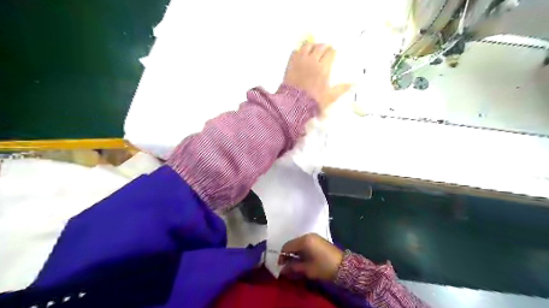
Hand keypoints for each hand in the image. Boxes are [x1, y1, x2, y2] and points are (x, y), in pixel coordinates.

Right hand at [279, 234, 341, 281]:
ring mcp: (314, 237)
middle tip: (286, 265)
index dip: (282, 256)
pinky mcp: (318, 240)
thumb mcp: (307, 269)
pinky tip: (302, 259)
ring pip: (298, 243)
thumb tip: (283, 269)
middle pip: (292, 243)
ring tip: (294, 263)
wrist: (344, 266)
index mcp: (304, 240)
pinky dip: (301, 250)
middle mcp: (308, 235)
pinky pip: (305, 243)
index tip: (280, 266)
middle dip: (288, 254)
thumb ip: (293, 267)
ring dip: (295, 252)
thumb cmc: (324, 267)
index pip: (287, 246)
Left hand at [283, 41, 350, 111]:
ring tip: (314, 48)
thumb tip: (352, 84)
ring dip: (312, 45)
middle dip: (324, 46)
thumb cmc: (314, 101)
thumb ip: (341, 89)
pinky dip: (299, 51)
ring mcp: (300, 61)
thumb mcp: (330, 97)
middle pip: (320, 47)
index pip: (331, 53)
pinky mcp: (291, 63)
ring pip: (307, 46)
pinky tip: (301, 54)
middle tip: (326, 49)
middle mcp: (313, 61)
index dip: (333, 52)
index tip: (333, 53)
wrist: (294, 103)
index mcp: (324, 68)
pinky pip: (295, 51)